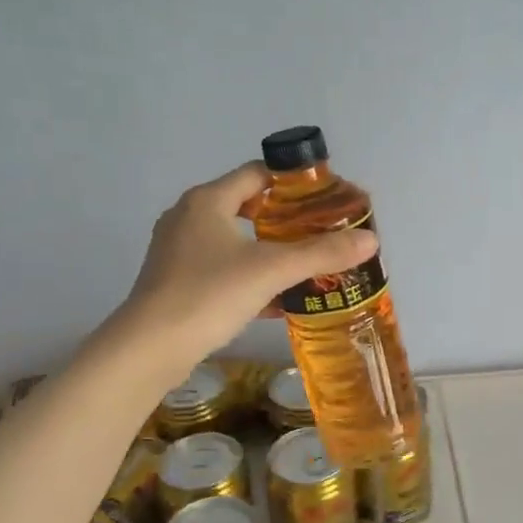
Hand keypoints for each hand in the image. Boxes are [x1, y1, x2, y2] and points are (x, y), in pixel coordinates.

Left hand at [119, 163, 377, 370]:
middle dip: (284, 221)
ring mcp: (178, 251)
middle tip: (320, 235)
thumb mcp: (271, 270)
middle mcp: (188, 217)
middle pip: (246, 206)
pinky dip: (250, 277)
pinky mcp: (175, 282)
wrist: (150, 348)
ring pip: (234, 241)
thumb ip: (321, 253)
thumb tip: (371, 240)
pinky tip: (277, 300)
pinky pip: (222, 269)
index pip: (257, 175)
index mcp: (207, 201)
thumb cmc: (209, 294)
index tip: (324, 202)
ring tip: (305, 266)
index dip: (292, 184)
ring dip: (268, 251)